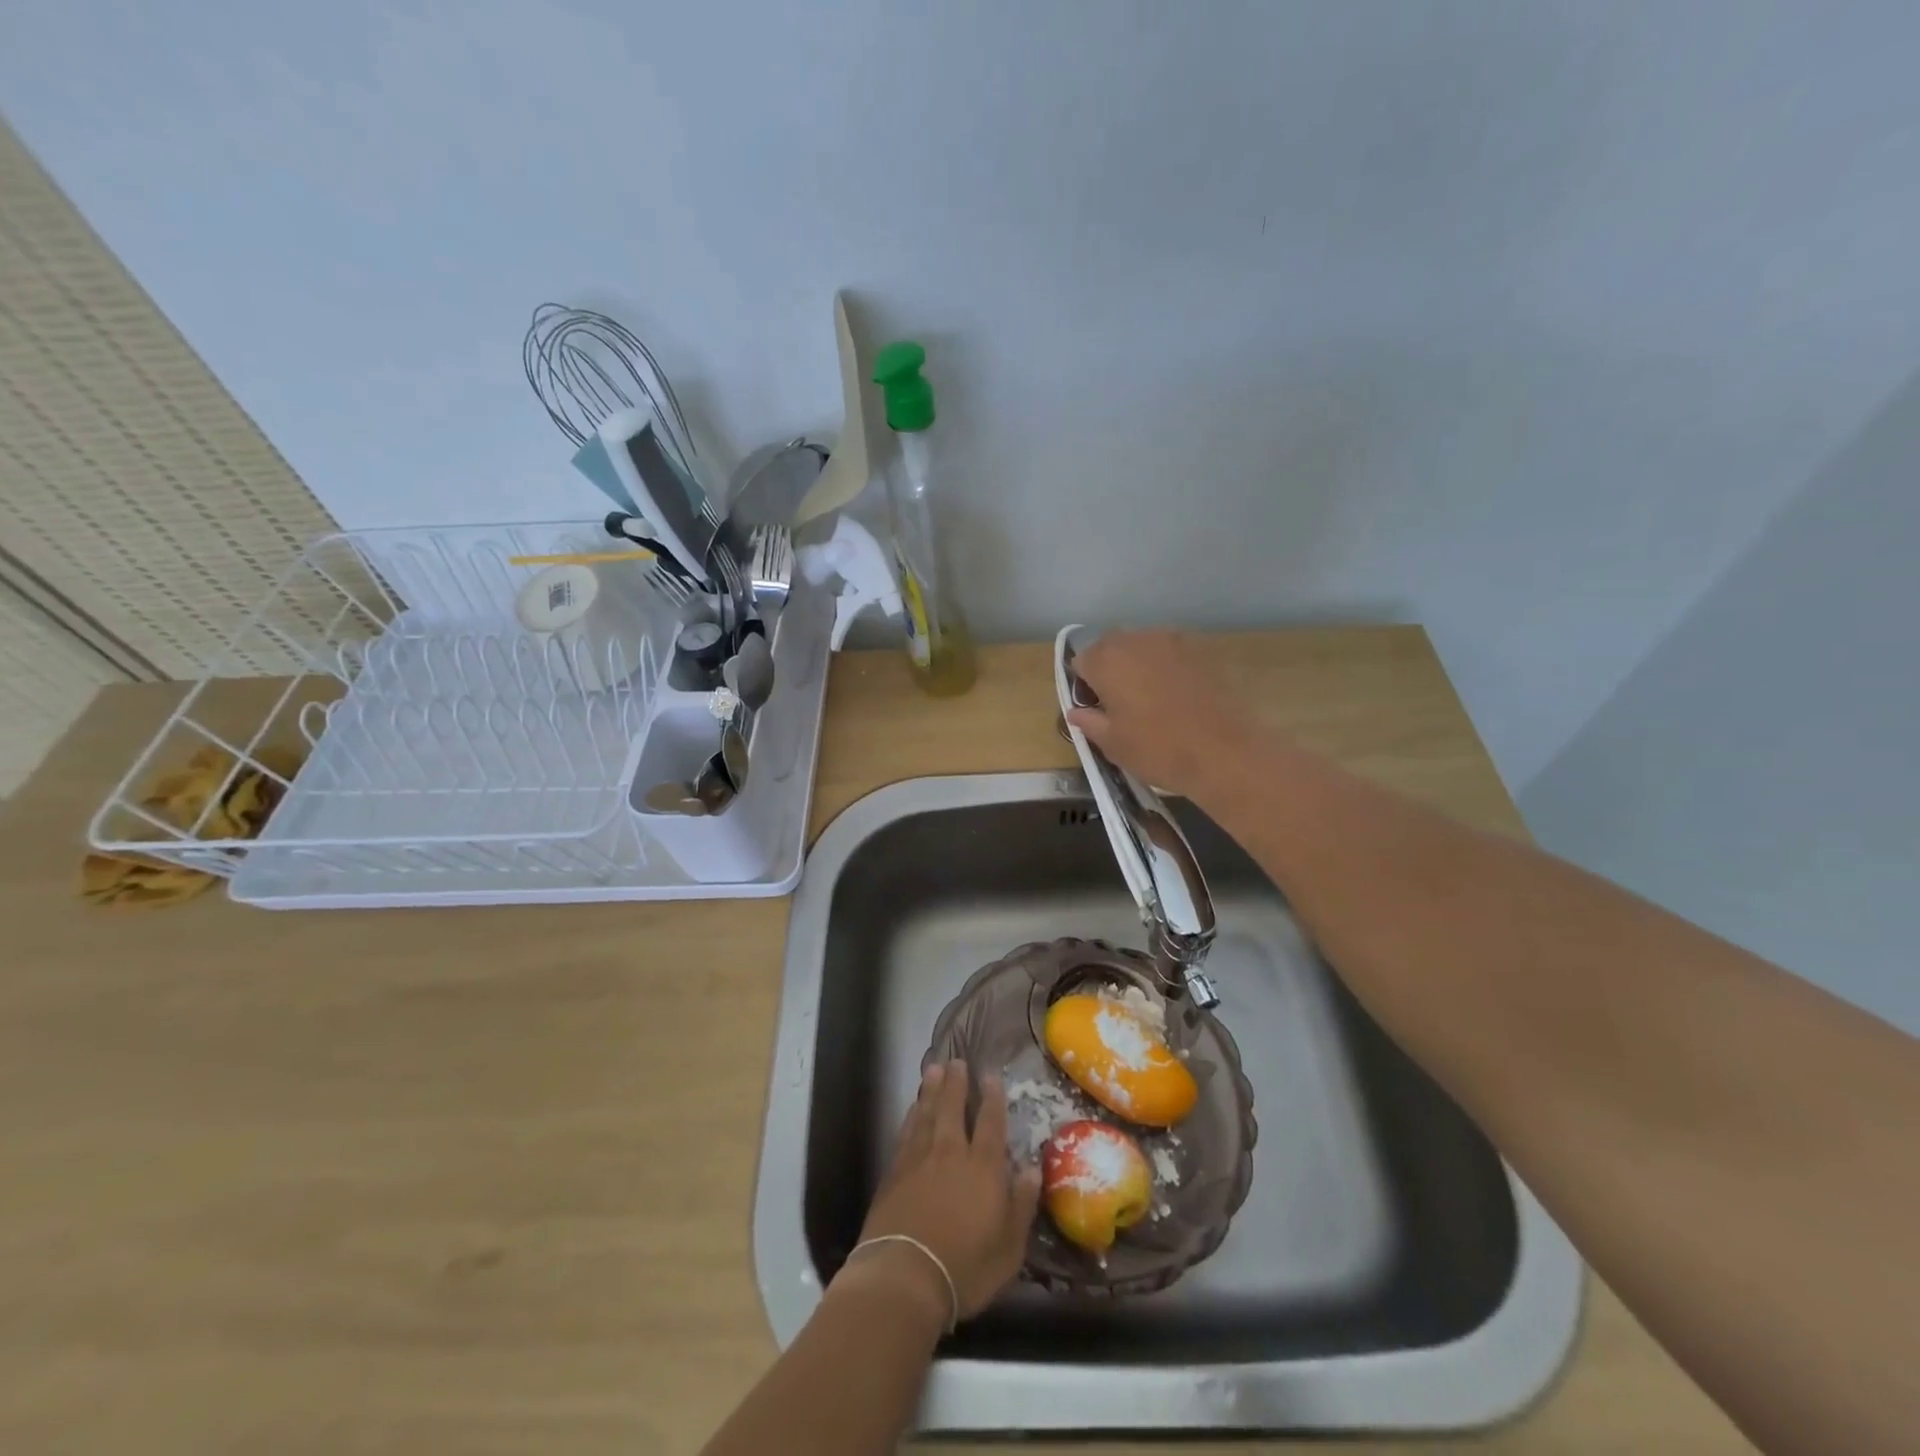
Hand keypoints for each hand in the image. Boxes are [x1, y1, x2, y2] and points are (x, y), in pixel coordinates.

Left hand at [840, 1060, 1041, 1327]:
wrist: (904, 1276)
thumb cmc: (965, 1268)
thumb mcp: (1009, 1248)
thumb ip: (1021, 1204)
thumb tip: (1032, 1169)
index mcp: (983, 1168)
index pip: (990, 1123)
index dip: (992, 1098)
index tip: (991, 1076)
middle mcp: (951, 1153)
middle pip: (953, 1108)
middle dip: (957, 1083)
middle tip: (957, 1061)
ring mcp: (919, 1159)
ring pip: (927, 1113)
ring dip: (932, 1090)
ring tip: (934, 1070)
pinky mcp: (894, 1172)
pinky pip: (906, 1132)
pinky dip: (912, 1115)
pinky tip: (913, 1108)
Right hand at [1066, 629, 1256, 800]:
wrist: (1225, 752)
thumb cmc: (1158, 749)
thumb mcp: (1112, 744)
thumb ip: (1089, 721)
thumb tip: (1077, 712)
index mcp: (1106, 660)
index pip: (1081, 662)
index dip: (1085, 686)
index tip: (1097, 710)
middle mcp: (1136, 639)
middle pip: (1111, 647)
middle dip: (1110, 670)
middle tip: (1121, 705)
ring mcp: (1172, 639)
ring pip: (1143, 646)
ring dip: (1139, 665)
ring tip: (1152, 699)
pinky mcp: (1202, 647)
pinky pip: (1172, 651)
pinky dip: (1168, 666)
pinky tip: (1178, 694)